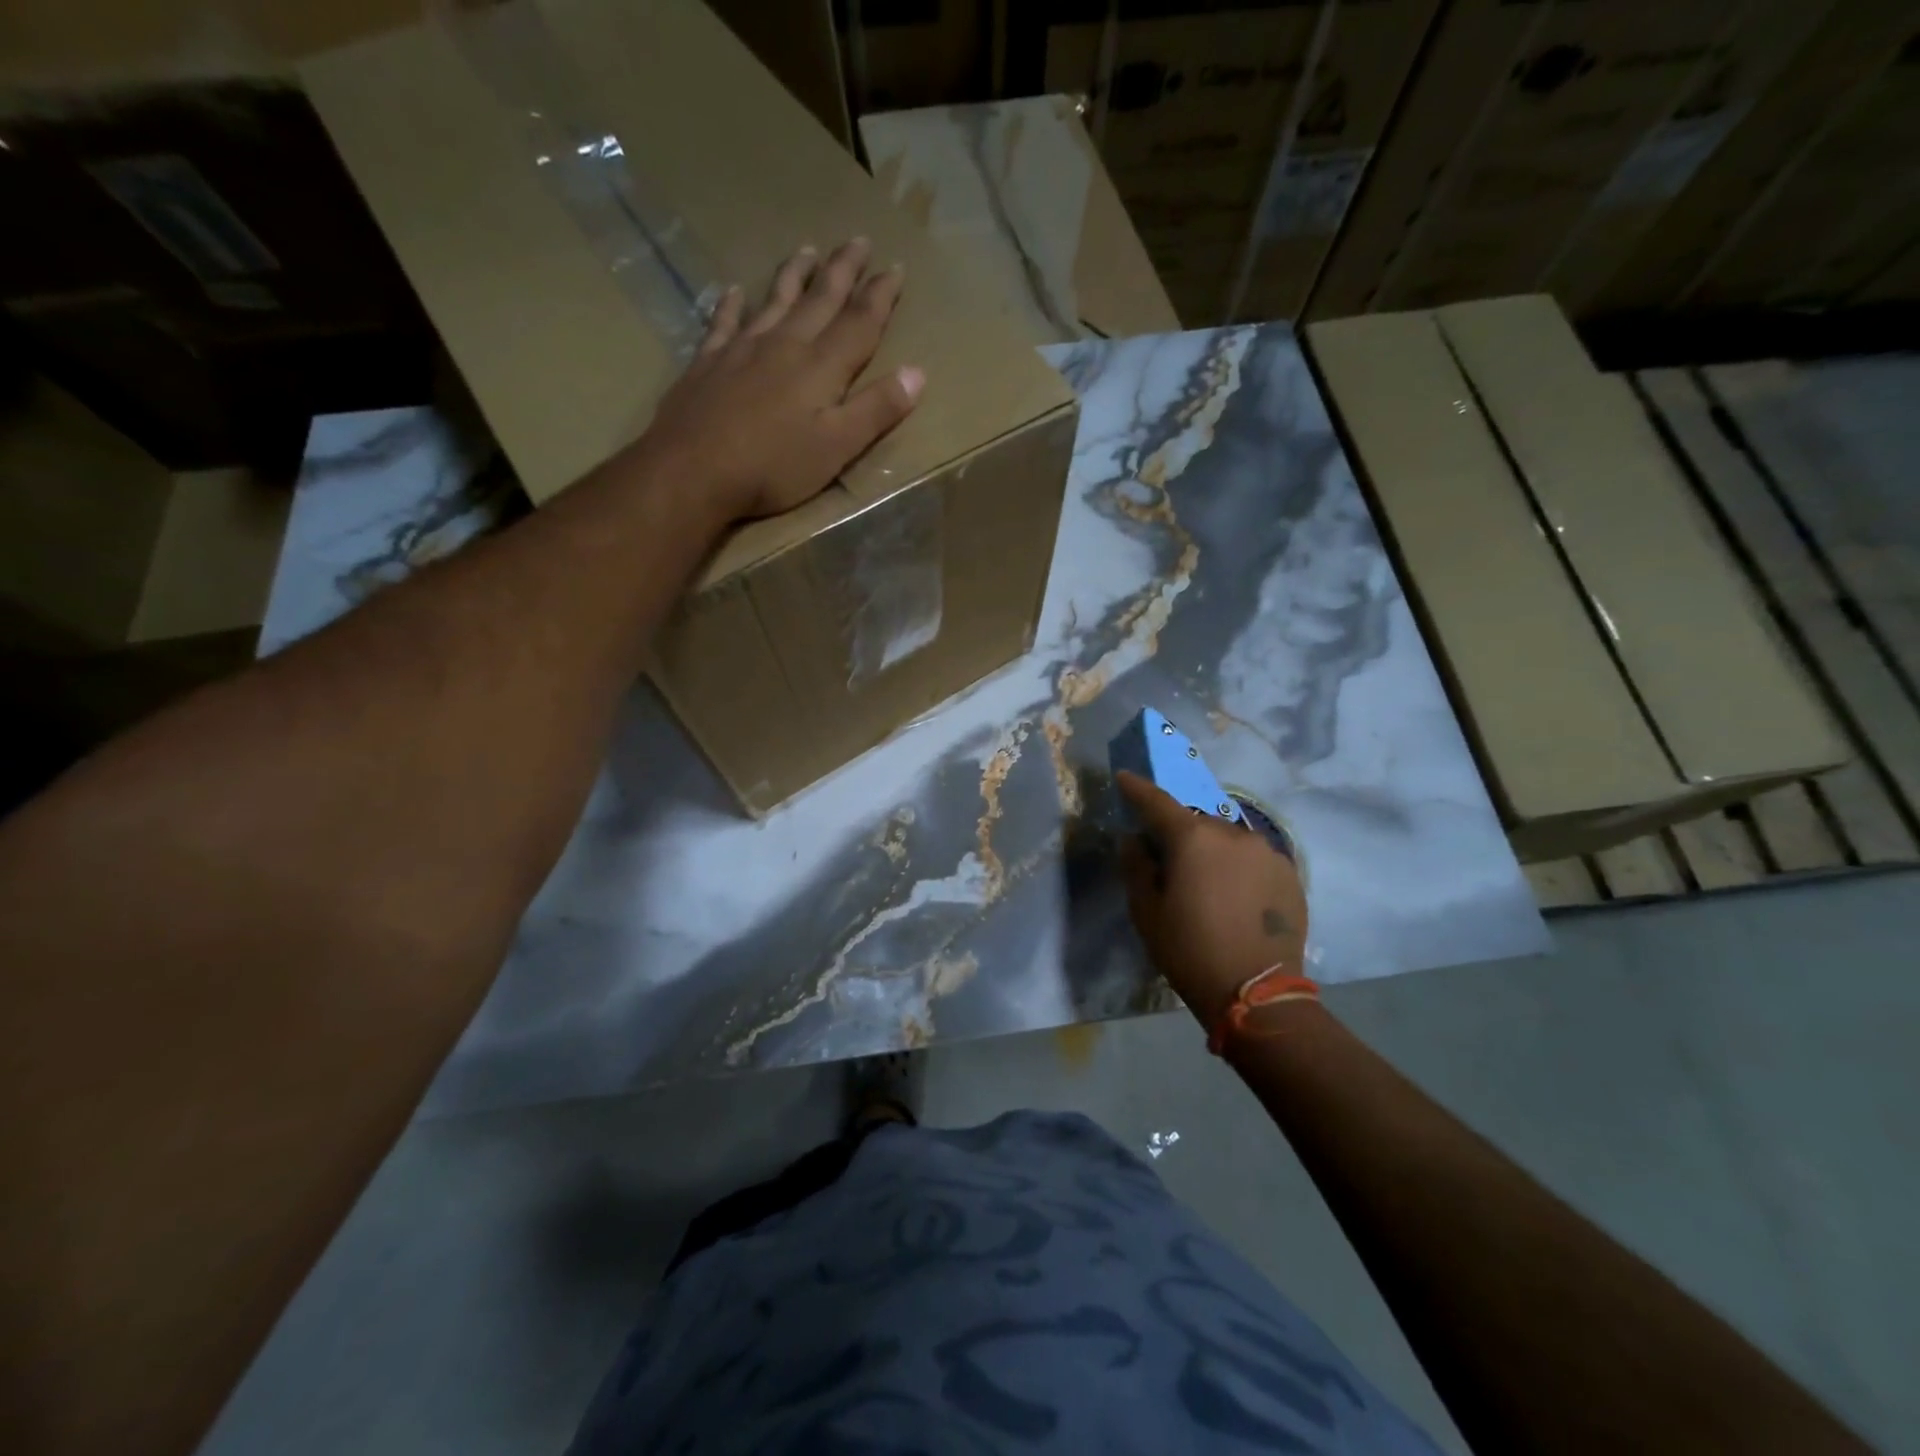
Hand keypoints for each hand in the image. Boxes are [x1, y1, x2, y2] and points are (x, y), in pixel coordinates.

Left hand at [638, 237, 924, 521]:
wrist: (693, 469)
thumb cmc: (773, 467)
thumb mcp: (837, 447)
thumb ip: (876, 410)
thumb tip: (917, 373)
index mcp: (821, 367)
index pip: (859, 322)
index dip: (880, 296)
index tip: (896, 267)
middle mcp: (784, 345)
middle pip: (820, 300)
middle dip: (842, 270)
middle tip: (858, 240)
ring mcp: (742, 349)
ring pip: (775, 301)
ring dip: (794, 275)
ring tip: (807, 250)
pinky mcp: (708, 363)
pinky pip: (724, 322)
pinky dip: (732, 304)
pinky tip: (734, 290)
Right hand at [1117, 770, 1309, 1029]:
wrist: (1256, 992)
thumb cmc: (1189, 950)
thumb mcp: (1146, 911)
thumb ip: (1136, 866)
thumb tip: (1133, 839)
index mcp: (1192, 838)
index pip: (1157, 801)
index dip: (1137, 789)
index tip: (1124, 778)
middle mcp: (1232, 833)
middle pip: (1196, 822)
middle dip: (1179, 833)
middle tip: (1169, 860)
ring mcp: (1266, 851)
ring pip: (1228, 839)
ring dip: (1212, 850)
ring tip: (1207, 882)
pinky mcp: (1289, 872)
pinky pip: (1253, 858)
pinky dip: (1238, 866)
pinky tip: (1235, 895)